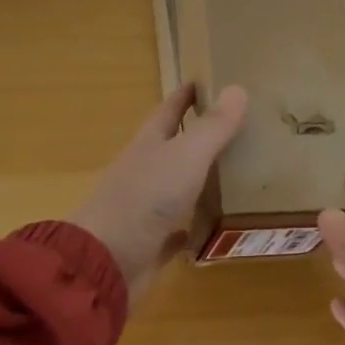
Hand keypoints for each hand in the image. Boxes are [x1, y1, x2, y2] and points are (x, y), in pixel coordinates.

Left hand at [69, 83, 247, 301]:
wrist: (107, 262)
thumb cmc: (146, 197)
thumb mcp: (186, 155)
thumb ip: (213, 126)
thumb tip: (238, 88)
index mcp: (149, 143)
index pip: (168, 110)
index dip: (185, 95)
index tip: (206, 81)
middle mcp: (145, 171)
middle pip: (172, 146)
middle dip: (197, 134)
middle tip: (235, 127)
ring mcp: (144, 208)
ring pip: (176, 186)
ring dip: (198, 178)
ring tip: (235, 172)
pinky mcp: (150, 244)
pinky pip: (176, 231)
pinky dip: (192, 225)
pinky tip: (213, 225)